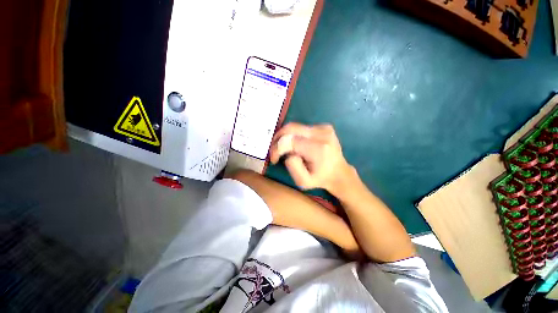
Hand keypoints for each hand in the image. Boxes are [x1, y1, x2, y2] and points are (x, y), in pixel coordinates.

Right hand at [269, 123, 352, 192]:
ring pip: (295, 127)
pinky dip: (294, 135)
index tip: (274, 159)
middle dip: (278, 138)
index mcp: (318, 149)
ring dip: (285, 137)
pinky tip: (297, 145)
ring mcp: (324, 128)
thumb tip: (287, 152)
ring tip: (285, 149)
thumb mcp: (303, 182)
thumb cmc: (320, 179)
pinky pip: (302, 128)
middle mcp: (322, 134)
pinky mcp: (324, 126)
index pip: (290, 141)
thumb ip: (292, 166)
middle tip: (274, 150)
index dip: (277, 148)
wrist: (339, 172)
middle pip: (290, 128)